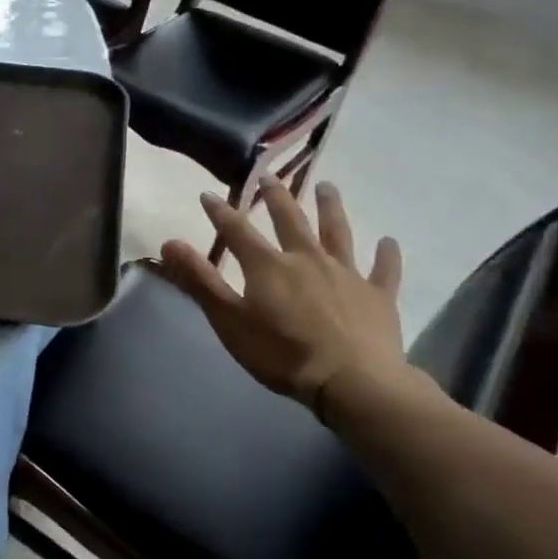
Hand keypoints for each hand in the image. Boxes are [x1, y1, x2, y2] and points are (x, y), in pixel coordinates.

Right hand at [155, 179, 409, 416]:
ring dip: (331, 208)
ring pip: (338, 233)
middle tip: (270, 176)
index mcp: (268, 266)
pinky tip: (388, 242)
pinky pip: (384, 270)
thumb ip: (200, 281)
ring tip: (327, 187)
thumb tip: (169, 242)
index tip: (208, 195)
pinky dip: (386, 255)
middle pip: (291, 220)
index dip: (220, 212)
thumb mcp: (229, 320)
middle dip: (277, 196)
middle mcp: (307, 259)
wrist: (352, 381)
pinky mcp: (378, 295)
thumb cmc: (282, 354)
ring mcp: (347, 274)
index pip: (237, 231)